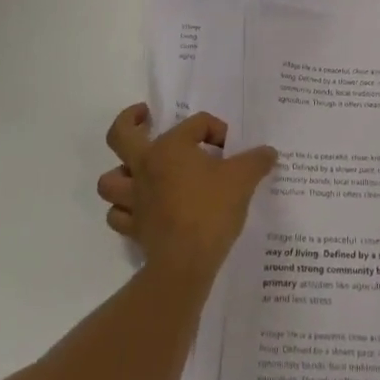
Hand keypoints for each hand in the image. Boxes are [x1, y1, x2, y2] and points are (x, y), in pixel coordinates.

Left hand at [97, 105, 277, 279]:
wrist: (186, 262)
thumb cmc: (212, 210)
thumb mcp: (243, 179)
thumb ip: (256, 160)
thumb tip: (269, 152)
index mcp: (170, 147)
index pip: (195, 124)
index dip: (216, 130)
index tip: (230, 149)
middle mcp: (145, 167)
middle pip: (120, 135)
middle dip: (129, 120)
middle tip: (144, 116)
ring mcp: (134, 199)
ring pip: (110, 179)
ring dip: (120, 173)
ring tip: (136, 171)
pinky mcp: (134, 227)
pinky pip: (118, 215)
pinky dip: (125, 210)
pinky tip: (140, 209)